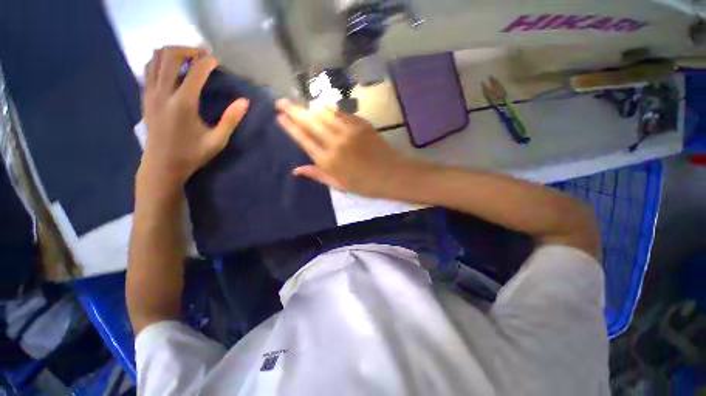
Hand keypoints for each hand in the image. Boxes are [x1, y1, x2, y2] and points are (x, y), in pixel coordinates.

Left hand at [140, 46, 248, 190]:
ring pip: (155, 58)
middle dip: (188, 50)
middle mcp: (163, 93)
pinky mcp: (145, 97)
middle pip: (169, 55)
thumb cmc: (192, 155)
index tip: (218, 62)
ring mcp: (150, 93)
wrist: (162, 166)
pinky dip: (161, 62)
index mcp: (183, 104)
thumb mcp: (217, 140)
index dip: (207, 62)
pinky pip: (149, 68)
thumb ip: (231, 119)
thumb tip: (244, 102)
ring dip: (172, 53)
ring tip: (188, 60)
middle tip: (203, 56)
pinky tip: (173, 70)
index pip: (195, 71)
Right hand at [275, 99, 407, 196]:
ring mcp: (349, 131)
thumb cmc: (364, 184)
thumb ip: (317, 174)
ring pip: (324, 113)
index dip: (290, 127)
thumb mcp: (339, 184)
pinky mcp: (361, 124)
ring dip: (310, 107)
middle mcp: (335, 143)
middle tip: (281, 101)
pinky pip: (341, 113)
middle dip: (293, 110)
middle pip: (310, 122)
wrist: (390, 174)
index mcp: (328, 161)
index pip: (303, 139)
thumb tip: (295, 170)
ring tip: (301, 104)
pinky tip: (324, 107)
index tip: (279, 116)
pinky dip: (330, 109)